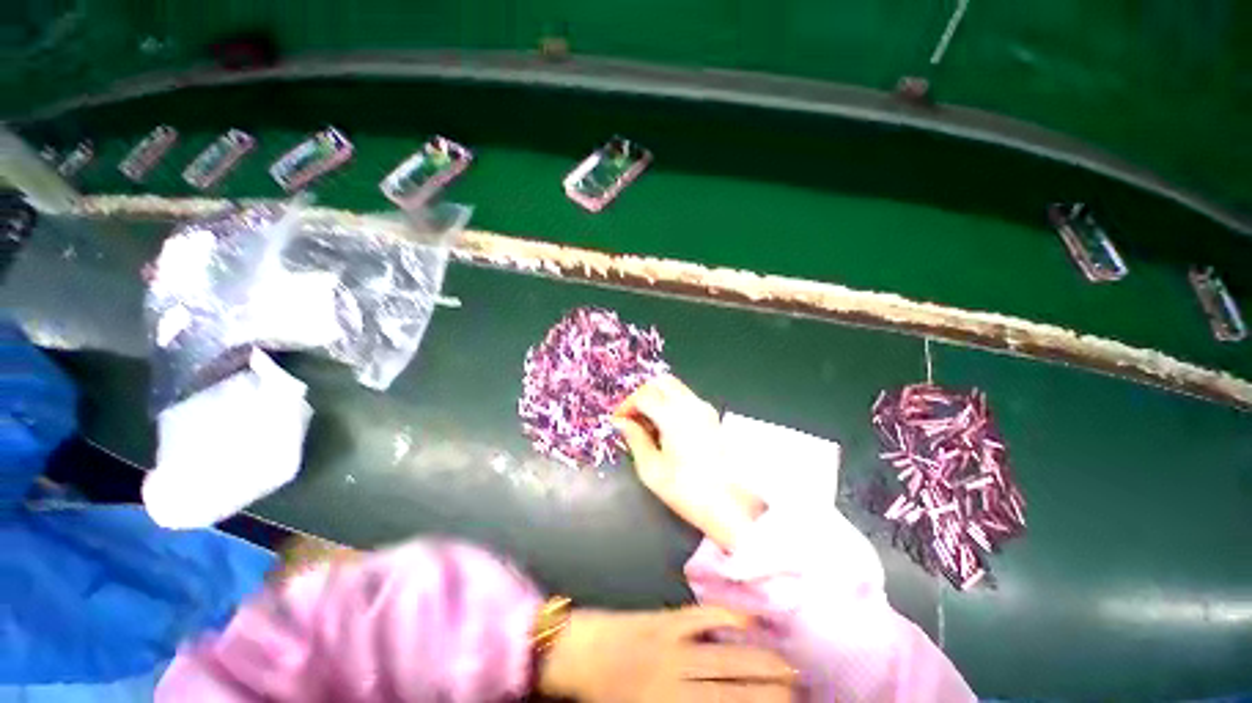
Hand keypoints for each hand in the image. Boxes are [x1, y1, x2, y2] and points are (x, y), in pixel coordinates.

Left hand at [539, 606, 793, 701]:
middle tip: (801, 689)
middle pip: (737, 689)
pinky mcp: (667, 618)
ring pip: (728, 654)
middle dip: (773, 692)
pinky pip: (704, 616)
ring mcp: (674, 645)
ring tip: (790, 665)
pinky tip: (751, 622)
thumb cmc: (609, 696)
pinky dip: (729, 616)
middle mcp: (679, 681)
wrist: (580, 653)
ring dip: (762, 660)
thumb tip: (721, 702)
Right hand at [613, 375, 762, 550]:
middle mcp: (691, 404)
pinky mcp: (712, 415)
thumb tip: (621, 422)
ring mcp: (705, 408)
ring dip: (657, 397)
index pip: (643, 395)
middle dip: (641, 394)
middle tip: (632, 416)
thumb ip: (634, 439)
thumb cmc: (687, 491)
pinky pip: (686, 397)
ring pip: (675, 387)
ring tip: (647, 423)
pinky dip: (670, 402)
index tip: (618, 421)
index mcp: (674, 416)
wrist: (732, 507)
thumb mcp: (651, 469)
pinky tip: (665, 426)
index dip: (626, 405)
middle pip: (660, 382)